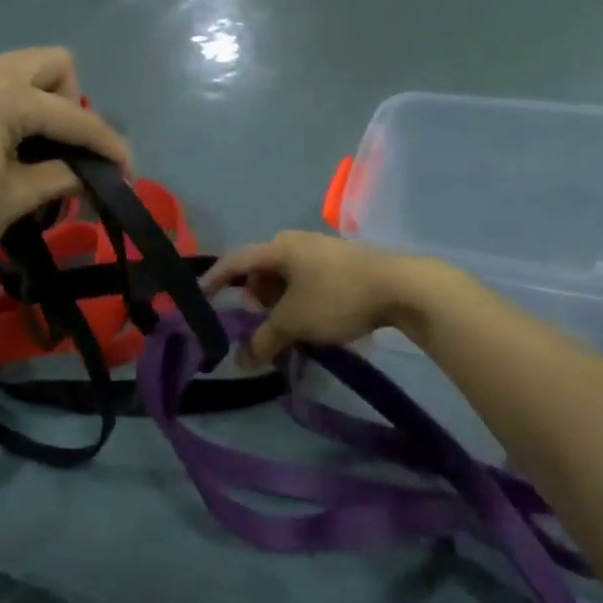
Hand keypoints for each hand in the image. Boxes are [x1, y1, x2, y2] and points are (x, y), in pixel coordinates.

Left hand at [0, 47, 130, 293]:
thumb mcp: (14, 199)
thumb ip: (62, 177)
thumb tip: (95, 174)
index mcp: (4, 94)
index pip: (75, 115)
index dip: (108, 145)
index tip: (128, 175)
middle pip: (54, 65)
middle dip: (74, 105)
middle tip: (68, 153)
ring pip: (24, 69)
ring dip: (45, 104)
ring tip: (40, 153)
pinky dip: (16, 106)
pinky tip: (7, 147)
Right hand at [205, 231, 434, 367]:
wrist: (403, 287)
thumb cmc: (337, 297)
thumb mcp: (294, 322)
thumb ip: (263, 340)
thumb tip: (240, 361)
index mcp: (279, 247)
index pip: (235, 261)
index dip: (214, 279)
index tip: (199, 297)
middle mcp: (298, 241)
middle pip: (261, 268)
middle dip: (253, 295)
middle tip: (256, 320)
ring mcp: (323, 250)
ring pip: (287, 275)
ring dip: (279, 300)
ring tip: (286, 326)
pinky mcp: (344, 262)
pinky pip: (308, 279)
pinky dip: (299, 298)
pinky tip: (312, 320)